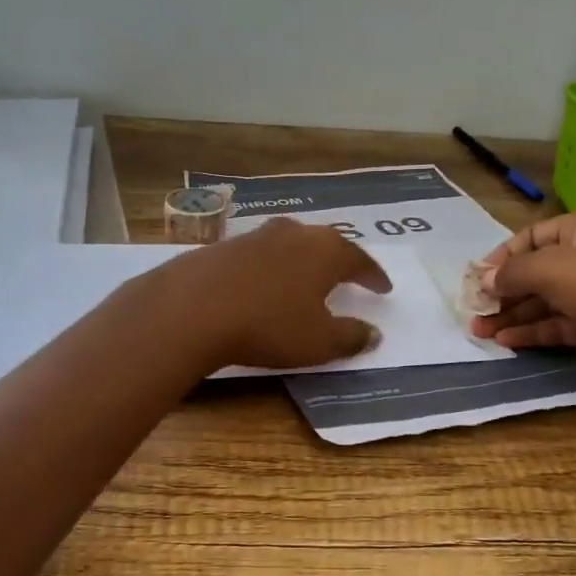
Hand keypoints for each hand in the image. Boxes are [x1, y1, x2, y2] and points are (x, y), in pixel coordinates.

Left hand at [137, 218, 390, 371]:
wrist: (192, 308)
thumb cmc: (268, 324)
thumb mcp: (318, 341)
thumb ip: (351, 336)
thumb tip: (374, 333)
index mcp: (325, 251)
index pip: (360, 260)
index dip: (373, 276)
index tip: (383, 288)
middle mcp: (294, 234)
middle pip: (325, 243)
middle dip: (338, 260)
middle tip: (347, 275)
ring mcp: (255, 236)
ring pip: (290, 243)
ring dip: (301, 259)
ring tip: (304, 276)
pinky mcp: (222, 246)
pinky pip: (258, 254)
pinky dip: (269, 267)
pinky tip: (261, 283)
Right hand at [469, 210, 575, 392]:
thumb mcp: (550, 269)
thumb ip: (512, 273)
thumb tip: (484, 280)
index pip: (530, 237)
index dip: (501, 257)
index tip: (477, 279)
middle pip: (534, 271)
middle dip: (502, 291)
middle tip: (473, 310)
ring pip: (544, 300)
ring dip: (512, 314)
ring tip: (479, 331)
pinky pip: (557, 323)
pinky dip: (532, 330)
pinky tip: (506, 340)